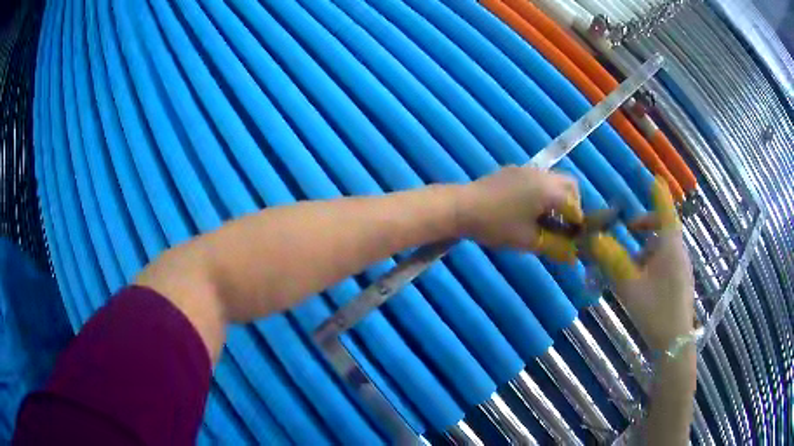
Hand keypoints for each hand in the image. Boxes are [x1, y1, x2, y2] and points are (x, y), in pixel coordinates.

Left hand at [456, 166, 582, 261]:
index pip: (575, 205)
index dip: (579, 223)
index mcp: (549, 190)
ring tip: (548, 220)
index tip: (575, 238)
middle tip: (565, 226)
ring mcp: (527, 169)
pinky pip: (538, 179)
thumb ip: (555, 247)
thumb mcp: (528, 241)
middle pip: (569, 185)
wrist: (461, 207)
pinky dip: (544, 192)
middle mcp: (542, 174)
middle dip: (572, 205)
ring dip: (558, 198)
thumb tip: (572, 258)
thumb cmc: (497, 225)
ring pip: (554, 180)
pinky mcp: (513, 170)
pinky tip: (530, 209)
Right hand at [589, 177, 694, 350]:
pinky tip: (640, 277)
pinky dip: (652, 258)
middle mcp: (678, 250)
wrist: (675, 342)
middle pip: (664, 226)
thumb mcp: (629, 286)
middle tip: (626, 229)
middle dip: (644, 223)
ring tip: (628, 259)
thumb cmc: (655, 310)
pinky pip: (666, 259)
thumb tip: (593, 239)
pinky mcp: (680, 280)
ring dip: (646, 243)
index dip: (659, 192)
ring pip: (664, 244)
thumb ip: (611, 260)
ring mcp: (681, 266)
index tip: (653, 178)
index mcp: (669, 245)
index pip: (665, 209)